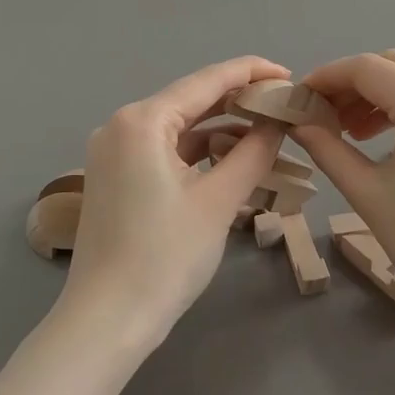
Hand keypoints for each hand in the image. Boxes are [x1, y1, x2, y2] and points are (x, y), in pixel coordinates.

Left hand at [57, 57, 288, 350]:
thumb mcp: (218, 202)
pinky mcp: (116, 177)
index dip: (251, 72)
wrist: (106, 321)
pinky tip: (232, 158)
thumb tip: (278, 122)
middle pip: (190, 100)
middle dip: (238, 101)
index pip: (206, 81)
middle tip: (284, 106)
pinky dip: (198, 152)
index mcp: (142, 121)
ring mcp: (114, 152)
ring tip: (267, 133)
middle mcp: (121, 125)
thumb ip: (253, 152)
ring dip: (221, 129)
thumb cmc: (164, 257)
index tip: (288, 75)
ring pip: (179, 127)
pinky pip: (165, 150)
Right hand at [290, 50, 394, 325]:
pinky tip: (387, 135)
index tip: (299, 97)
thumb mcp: (370, 196)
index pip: (367, 68)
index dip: (327, 77)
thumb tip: (300, 122)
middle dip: (352, 83)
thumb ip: (328, 149)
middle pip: (394, 64)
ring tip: (351, 131)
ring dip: (380, 92)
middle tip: (322, 115)